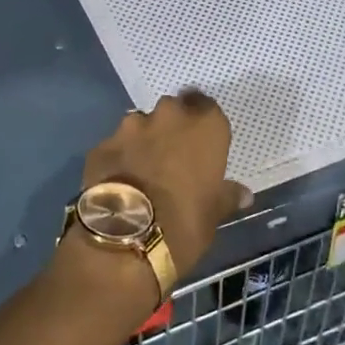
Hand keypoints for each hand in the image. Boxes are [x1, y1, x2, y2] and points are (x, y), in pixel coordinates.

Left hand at [81, 91, 249, 280]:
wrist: (127, 237)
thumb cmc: (185, 222)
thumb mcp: (214, 213)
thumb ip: (226, 195)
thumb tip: (242, 194)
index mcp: (204, 126)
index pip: (207, 106)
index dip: (203, 123)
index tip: (201, 141)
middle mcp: (168, 116)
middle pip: (172, 110)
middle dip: (172, 127)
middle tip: (173, 154)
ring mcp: (130, 127)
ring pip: (140, 124)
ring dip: (144, 140)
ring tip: (143, 169)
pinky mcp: (102, 145)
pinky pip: (116, 146)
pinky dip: (119, 157)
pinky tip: (120, 181)